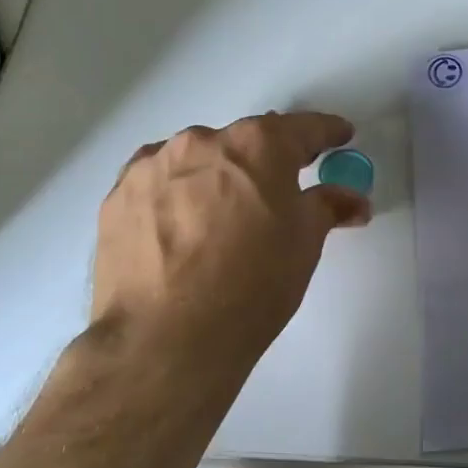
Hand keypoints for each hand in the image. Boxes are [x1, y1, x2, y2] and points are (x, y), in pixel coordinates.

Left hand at [92, 112, 370, 367]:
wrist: (166, 338)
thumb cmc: (253, 283)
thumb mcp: (305, 243)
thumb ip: (328, 207)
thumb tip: (350, 199)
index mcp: (257, 146)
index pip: (303, 128)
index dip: (327, 132)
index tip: (341, 136)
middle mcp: (202, 142)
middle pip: (245, 142)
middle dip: (268, 161)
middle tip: (282, 191)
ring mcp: (152, 167)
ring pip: (198, 161)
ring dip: (219, 177)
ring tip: (226, 217)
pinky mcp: (117, 198)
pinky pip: (161, 184)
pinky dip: (180, 195)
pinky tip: (185, 229)